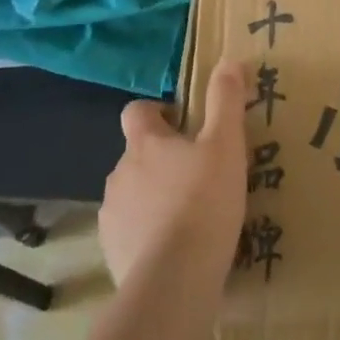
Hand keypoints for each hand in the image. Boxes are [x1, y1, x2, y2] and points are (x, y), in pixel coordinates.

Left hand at [100, 60, 248, 291]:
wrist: (174, 279)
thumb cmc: (204, 201)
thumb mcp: (226, 144)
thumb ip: (225, 100)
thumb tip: (227, 60)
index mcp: (145, 143)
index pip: (136, 111)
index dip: (157, 112)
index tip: (182, 123)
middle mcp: (120, 173)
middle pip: (137, 154)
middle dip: (162, 159)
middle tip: (200, 173)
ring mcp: (111, 215)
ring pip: (133, 192)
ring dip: (155, 196)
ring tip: (191, 214)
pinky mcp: (111, 252)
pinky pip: (131, 231)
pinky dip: (148, 232)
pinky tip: (177, 248)